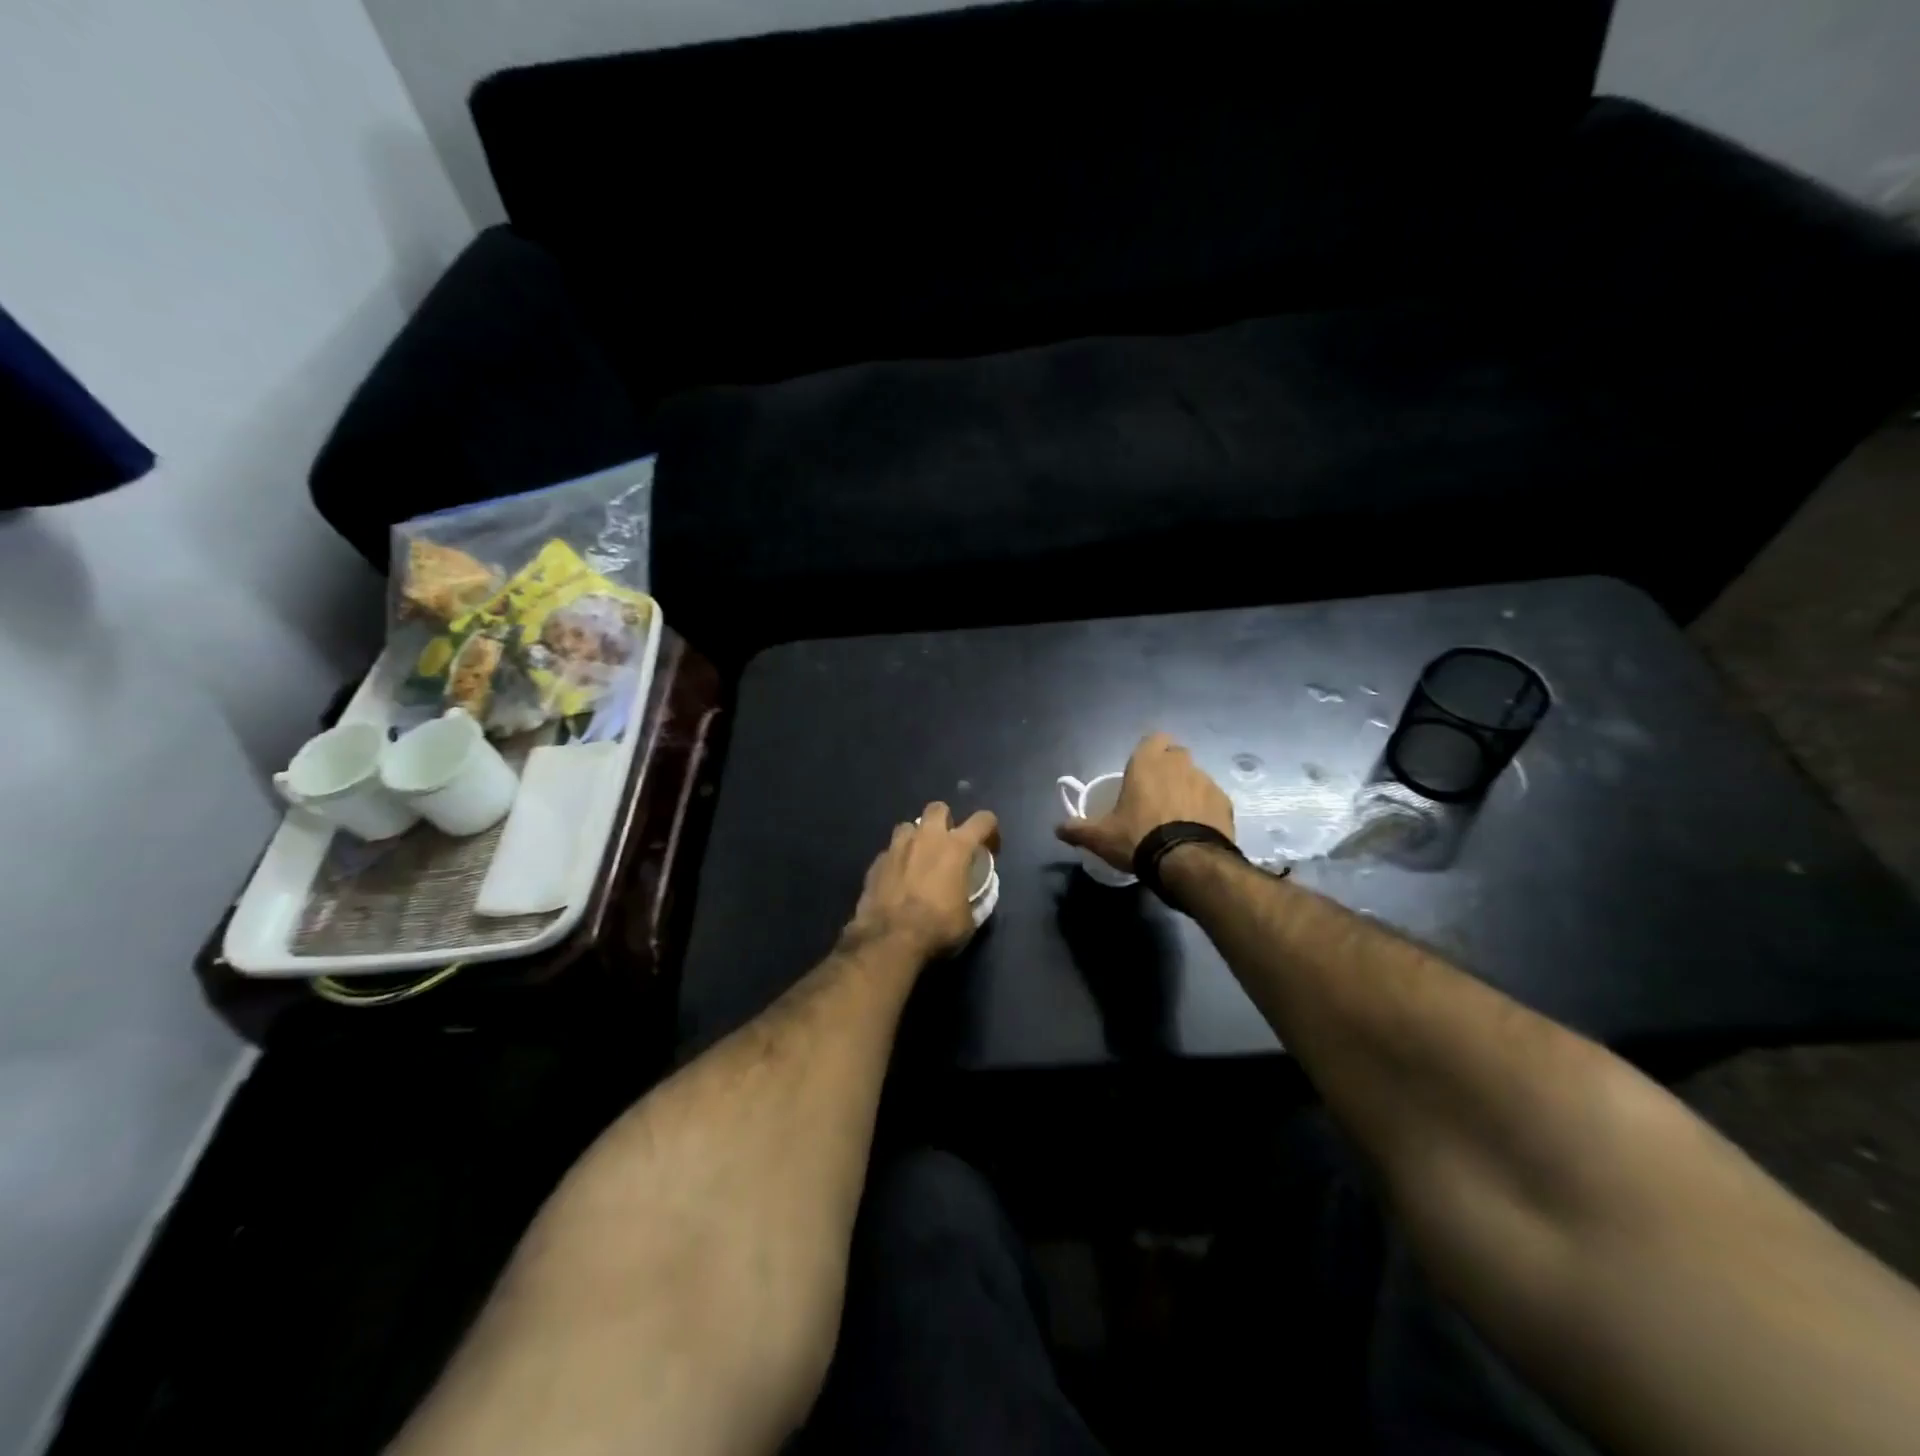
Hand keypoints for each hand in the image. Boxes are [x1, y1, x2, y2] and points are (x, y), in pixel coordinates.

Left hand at [844, 802, 999, 959]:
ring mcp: (897, 847)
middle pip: (938, 808)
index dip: (990, 830)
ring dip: (917, 837)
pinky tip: (898, 880)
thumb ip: (975, 899)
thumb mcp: (969, 920)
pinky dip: (897, 861)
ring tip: (919, 859)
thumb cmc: (937, 928)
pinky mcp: (876, 862)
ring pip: (908, 826)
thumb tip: (975, 895)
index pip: (983, 820)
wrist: (889, 940)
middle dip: (945, 821)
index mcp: (956, 848)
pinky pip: (890, 852)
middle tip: (948, 845)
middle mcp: (926, 838)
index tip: (990, 848)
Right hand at [1055, 732, 1233, 872]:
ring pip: (1195, 777)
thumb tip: (1057, 829)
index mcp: (1148, 763)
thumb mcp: (1101, 837)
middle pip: (1176, 756)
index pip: (1153, 739)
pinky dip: (1204, 809)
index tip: (1142, 771)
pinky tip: (1196, 829)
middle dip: (1168, 769)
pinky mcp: (1225, 802)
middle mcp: (1179, 764)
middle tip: (1156, 795)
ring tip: (1177, 817)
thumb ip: (1078, 829)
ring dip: (1187, 790)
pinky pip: (1212, 799)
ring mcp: (1206, 781)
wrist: (1188, 862)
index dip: (1149, 752)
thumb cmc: (1138, 838)